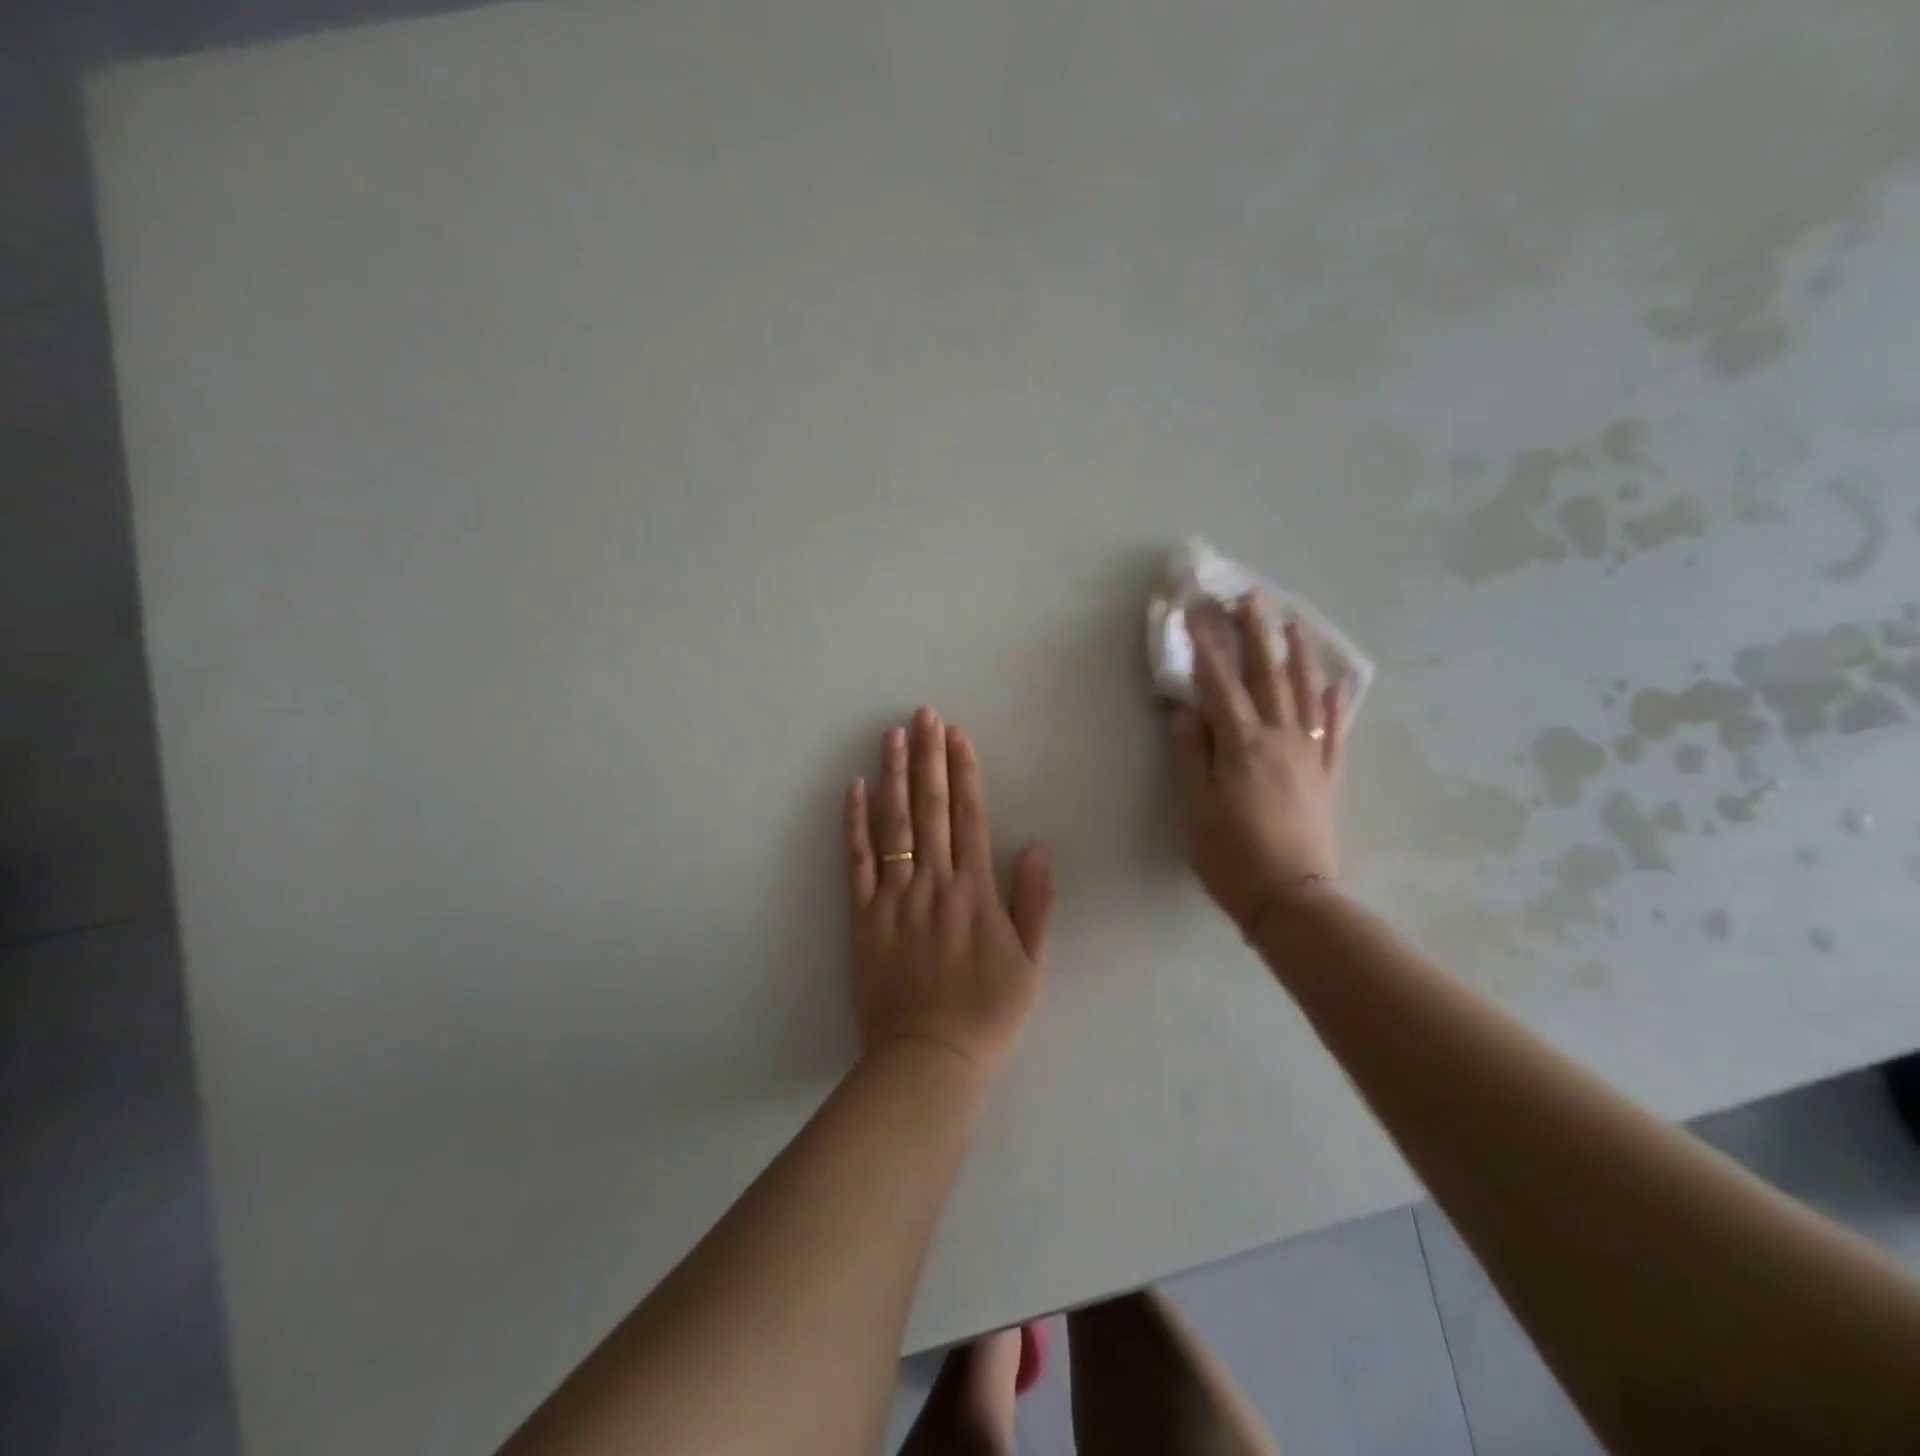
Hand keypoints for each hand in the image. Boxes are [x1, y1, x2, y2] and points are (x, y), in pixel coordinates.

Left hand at [844, 708, 1053, 1077]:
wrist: (928, 1058)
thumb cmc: (987, 1013)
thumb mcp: (1029, 965)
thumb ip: (1034, 904)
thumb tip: (1035, 847)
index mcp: (975, 893)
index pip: (970, 817)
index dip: (964, 773)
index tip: (958, 736)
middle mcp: (934, 884)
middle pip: (930, 809)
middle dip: (929, 758)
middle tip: (923, 715)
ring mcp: (894, 898)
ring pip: (893, 826)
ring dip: (893, 777)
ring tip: (891, 736)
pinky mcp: (862, 917)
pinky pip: (856, 863)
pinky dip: (854, 825)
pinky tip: (854, 789)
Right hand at [1169, 595, 1348, 932]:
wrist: (1290, 897)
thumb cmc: (1230, 853)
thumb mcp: (1193, 805)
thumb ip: (1188, 753)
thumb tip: (1183, 709)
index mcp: (1242, 743)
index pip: (1220, 683)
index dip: (1206, 646)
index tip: (1195, 612)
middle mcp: (1280, 738)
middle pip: (1268, 676)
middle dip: (1257, 634)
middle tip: (1251, 598)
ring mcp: (1309, 756)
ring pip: (1307, 694)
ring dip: (1301, 655)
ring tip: (1297, 624)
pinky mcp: (1327, 777)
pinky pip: (1334, 732)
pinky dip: (1335, 705)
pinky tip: (1337, 686)